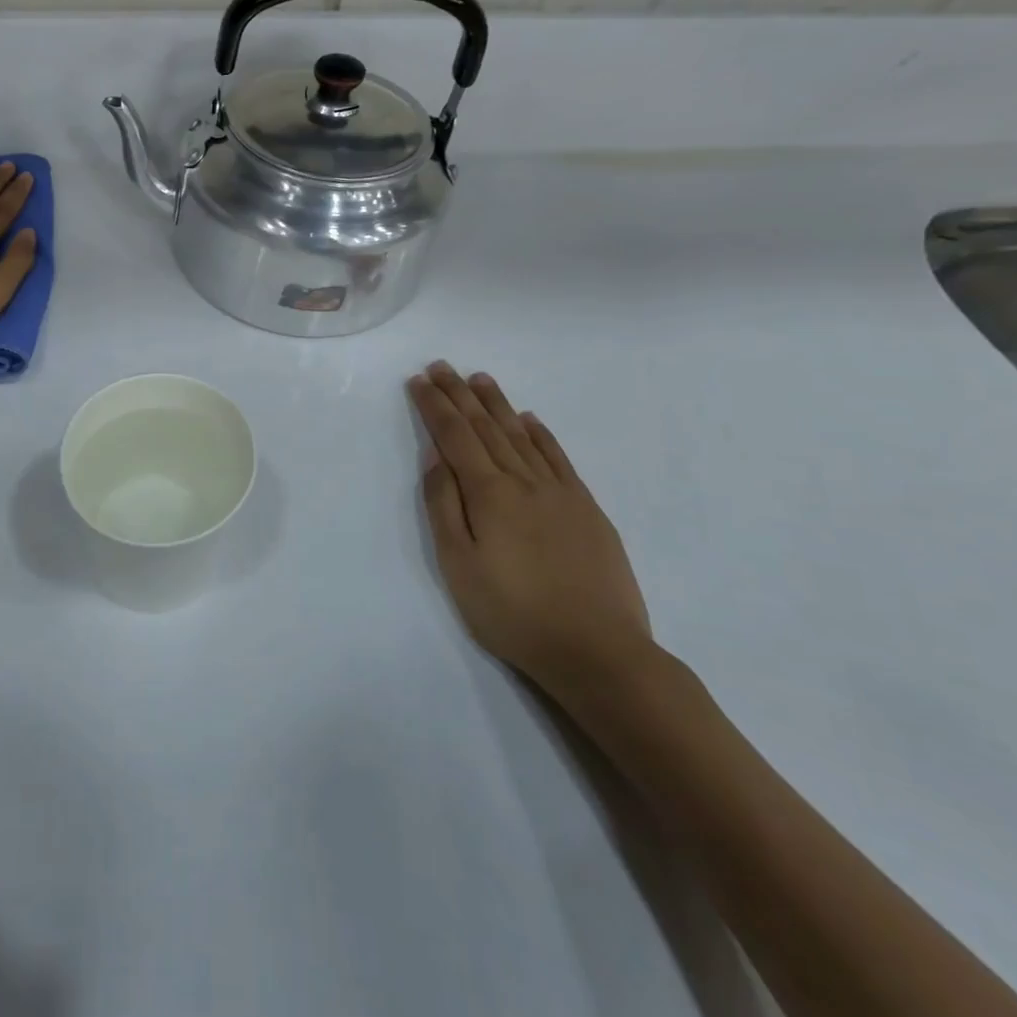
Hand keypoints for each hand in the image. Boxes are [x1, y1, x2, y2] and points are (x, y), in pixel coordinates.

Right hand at [408, 362, 653, 700]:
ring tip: (480, 379)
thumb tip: (436, 456)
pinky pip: (558, 457)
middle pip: (486, 427)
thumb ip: (444, 505)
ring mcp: (560, 492)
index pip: (455, 436)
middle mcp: (523, 481)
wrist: (597, 651)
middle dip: (460, 395)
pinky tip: (530, 420)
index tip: (419, 380)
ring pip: (521, 435)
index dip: (434, 406)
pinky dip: (541, 434)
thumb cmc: (512, 612)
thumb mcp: (459, 564)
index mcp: (489, 493)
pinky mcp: (587, 509)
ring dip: (497, 404)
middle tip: (442, 366)